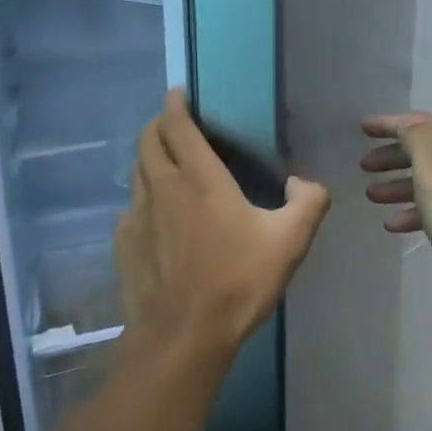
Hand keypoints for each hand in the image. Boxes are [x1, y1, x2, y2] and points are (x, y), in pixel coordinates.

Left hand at [115, 91, 331, 371]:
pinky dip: (143, 196)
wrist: (183, 336)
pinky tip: (157, 215)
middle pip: (147, 140)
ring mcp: (136, 215)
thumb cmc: (238, 281)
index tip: (178, 94)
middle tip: (173, 123)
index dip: (175, 104)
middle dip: (157, 124)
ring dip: (148, 157)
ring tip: (165, 163)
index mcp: (200, 177)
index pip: (177, 125)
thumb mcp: (290, 241)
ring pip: (136, 171)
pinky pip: (130, 206)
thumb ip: (308, 202)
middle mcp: (163, 187)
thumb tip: (304, 182)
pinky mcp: (123, 243)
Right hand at [360, 112, 431, 310]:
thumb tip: (409, 129)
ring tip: (371, 196)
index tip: (361, 128)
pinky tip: (395, 224)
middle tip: (363, 166)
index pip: (417, 121)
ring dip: (400, 184)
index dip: (387, 124)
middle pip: (425, 147)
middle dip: (392, 156)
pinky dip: (418, 207)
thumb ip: (415, 138)